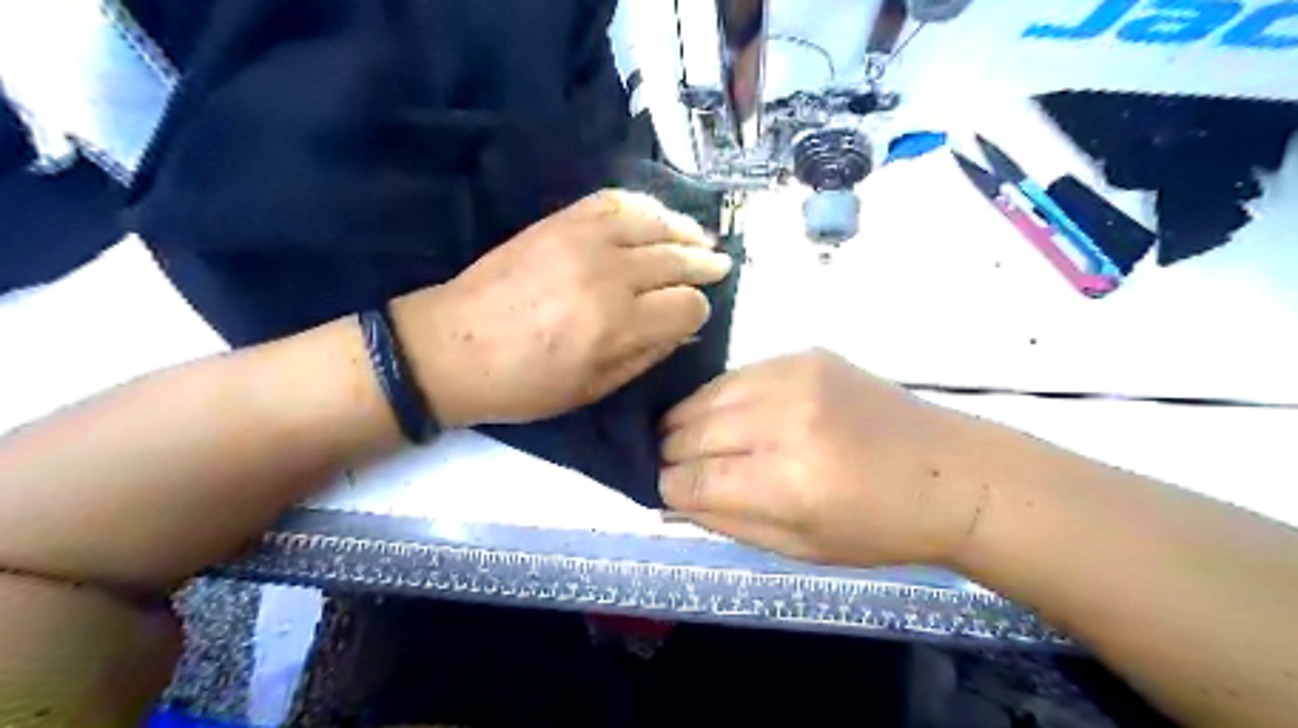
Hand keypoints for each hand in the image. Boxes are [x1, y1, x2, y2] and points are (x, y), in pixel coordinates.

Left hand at [389, 192, 733, 429]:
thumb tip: (683, 329)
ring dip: (684, 229)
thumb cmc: (523, 384)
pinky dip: (643, 206)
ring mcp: (582, 239)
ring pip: (654, 221)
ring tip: (699, 237)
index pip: (687, 306)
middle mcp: (609, 273)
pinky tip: (656, 216)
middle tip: (719, 266)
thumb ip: (646, 356)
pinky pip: (614, 200)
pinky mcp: (559, 221)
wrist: (450, 346)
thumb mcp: (592, 389)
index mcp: (618, 324)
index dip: (698, 312)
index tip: (693, 317)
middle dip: (704, 264)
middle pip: (677, 258)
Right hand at [663, 351, 989, 564]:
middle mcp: (785, 421)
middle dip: (669, 452)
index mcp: (787, 482)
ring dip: (686, 420)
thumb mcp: (800, 547)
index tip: (663, 489)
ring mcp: (795, 378)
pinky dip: (720, 397)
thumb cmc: (879, 527)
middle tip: (670, 464)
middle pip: (691, 431)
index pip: (692, 479)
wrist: (950, 471)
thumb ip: (727, 521)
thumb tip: (671, 495)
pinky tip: (726, 413)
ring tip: (687, 437)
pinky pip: (737, 374)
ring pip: (706, 395)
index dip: (667, 486)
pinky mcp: (805, 355)